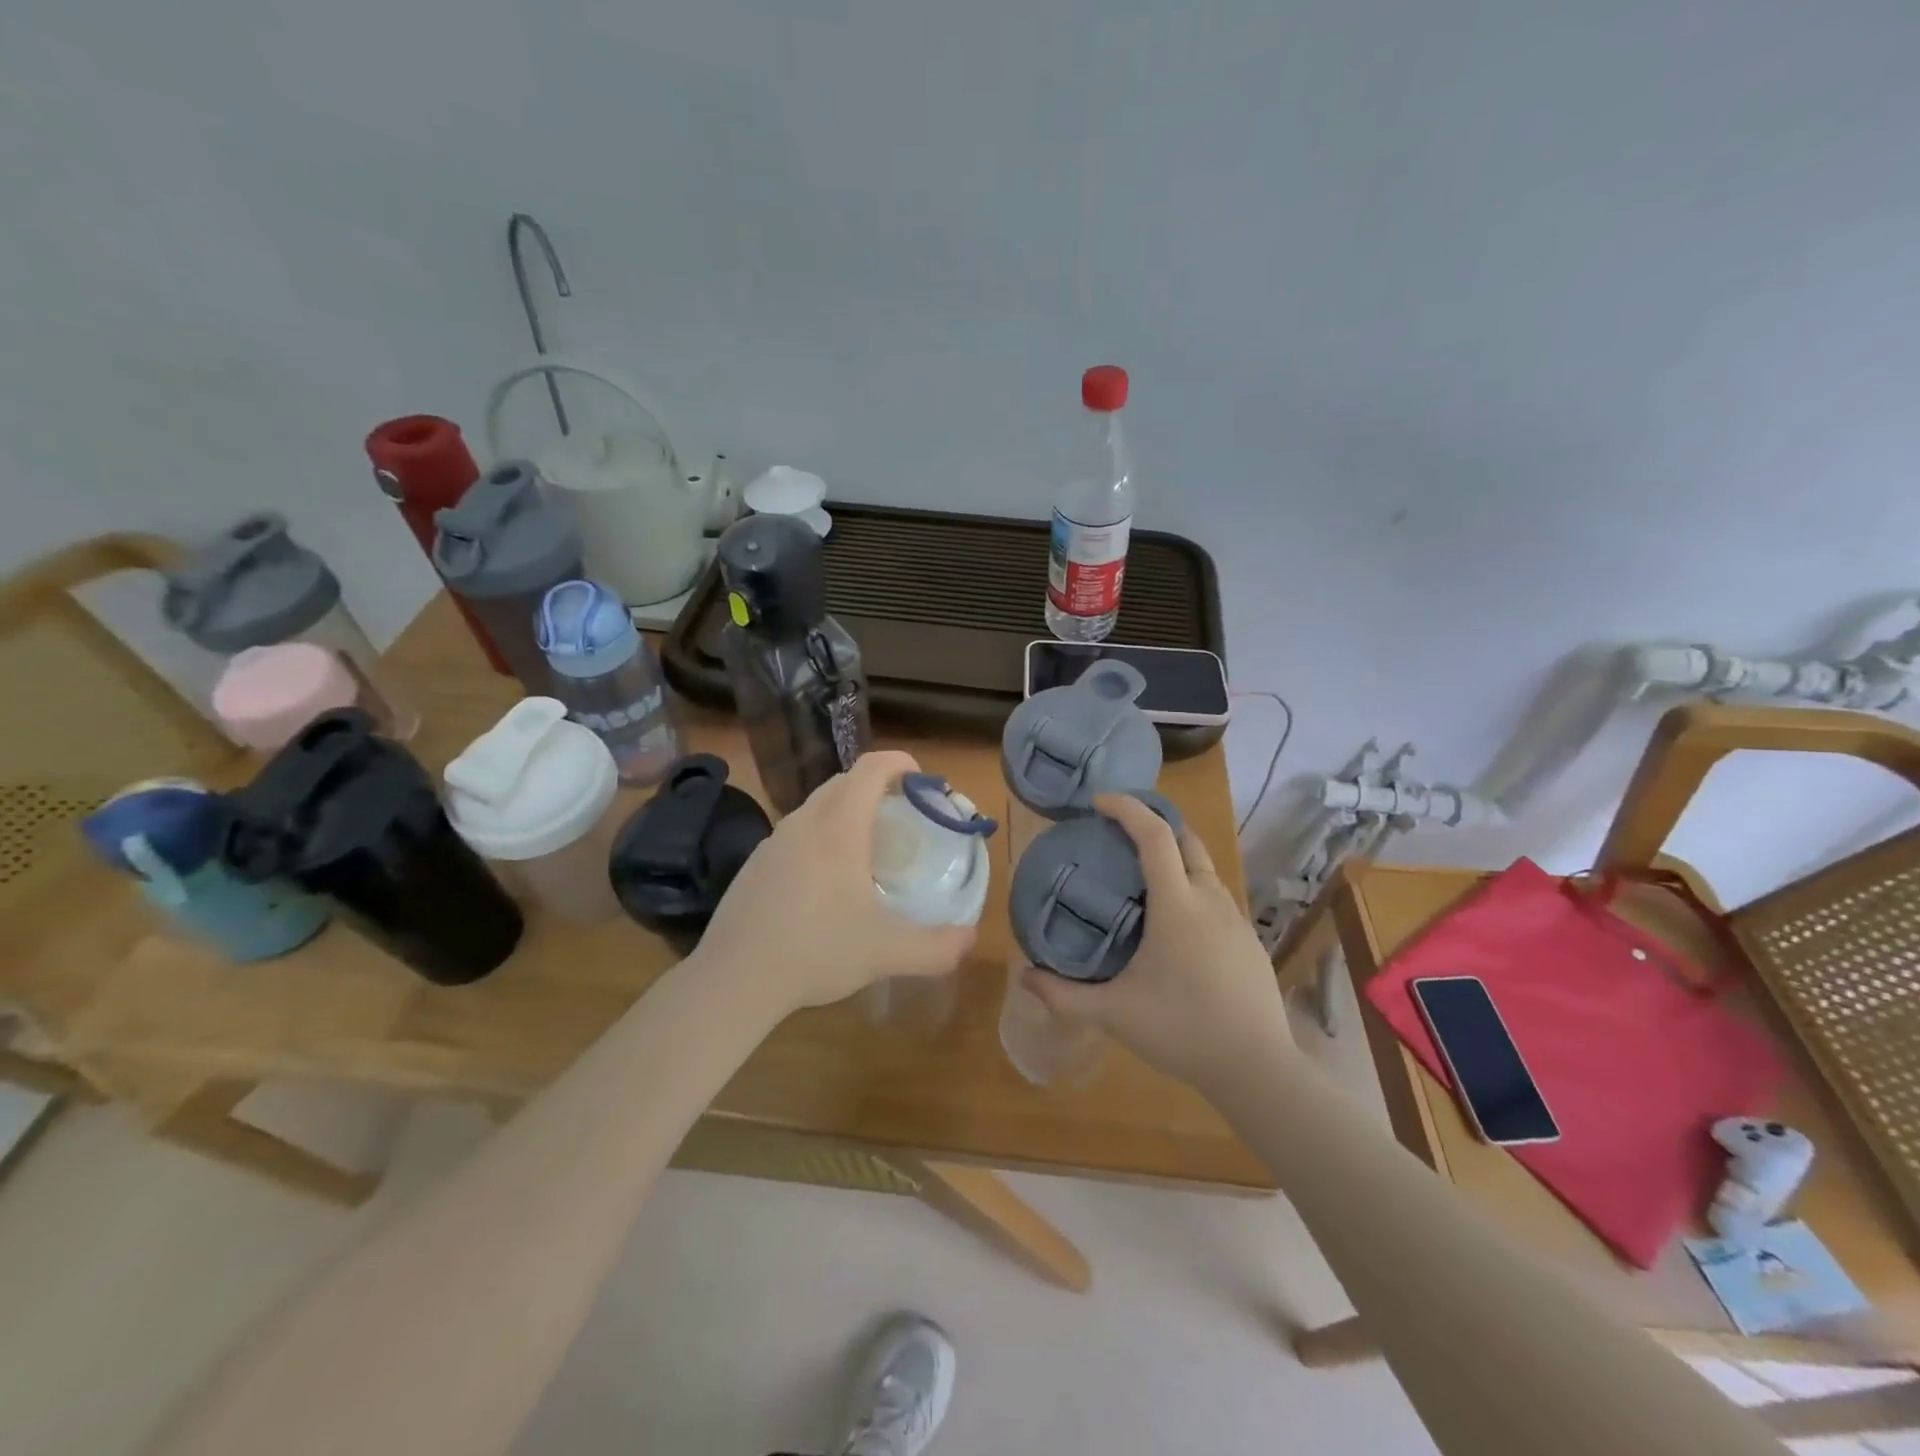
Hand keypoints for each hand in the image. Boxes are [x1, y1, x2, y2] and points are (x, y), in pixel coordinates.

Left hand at [692, 751, 975, 1016]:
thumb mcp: (887, 953)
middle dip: (878, 786)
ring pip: (817, 806)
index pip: (871, 768)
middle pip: (844, 781)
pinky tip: (826, 881)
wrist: (734, 978)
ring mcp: (774, 841)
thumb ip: (937, 947)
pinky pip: (797, 832)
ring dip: (847, 811)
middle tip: (903, 817)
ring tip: (868, 849)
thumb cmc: (816, 952)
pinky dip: (821, 835)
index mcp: (838, 828)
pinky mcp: (755, 863)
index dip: (900, 763)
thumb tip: (969, 939)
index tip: (923, 780)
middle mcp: (804, 822)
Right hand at [1023, 794, 1291, 1093]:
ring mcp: (1236, 919)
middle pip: (1186, 840)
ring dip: (1175, 859)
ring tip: (1143, 881)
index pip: (1155, 836)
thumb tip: (1025, 976)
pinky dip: (1192, 889)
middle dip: (1155, 824)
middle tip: (1120, 834)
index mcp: (1177, 905)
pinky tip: (1176, 928)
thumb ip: (1063, 995)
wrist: (1257, 1068)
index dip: (1128, 809)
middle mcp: (1210, 900)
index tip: (1099, 802)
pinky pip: (1217, 898)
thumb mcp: (1113, 1014)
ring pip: (1205, 870)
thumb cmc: (1182, 1030)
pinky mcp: (1249, 941)